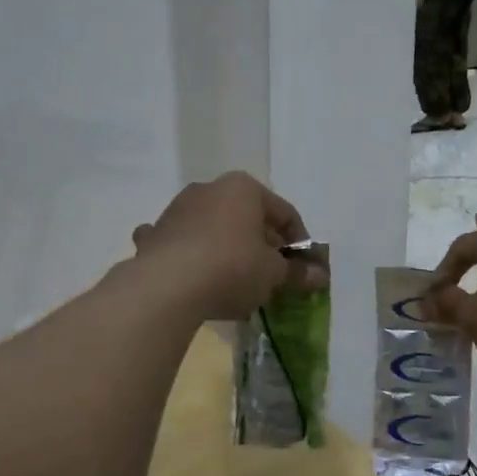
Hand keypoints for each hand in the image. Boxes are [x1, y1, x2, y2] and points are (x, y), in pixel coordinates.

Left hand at [131, 173, 318, 319]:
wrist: (165, 287)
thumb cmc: (232, 267)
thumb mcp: (273, 273)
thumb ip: (297, 272)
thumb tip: (321, 276)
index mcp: (244, 188)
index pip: (284, 212)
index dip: (299, 241)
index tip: (303, 267)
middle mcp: (210, 188)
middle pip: (247, 217)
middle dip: (262, 243)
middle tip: (272, 274)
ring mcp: (177, 209)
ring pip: (212, 227)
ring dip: (225, 246)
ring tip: (235, 279)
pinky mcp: (154, 234)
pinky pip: (180, 242)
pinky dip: (188, 253)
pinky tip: (191, 273)